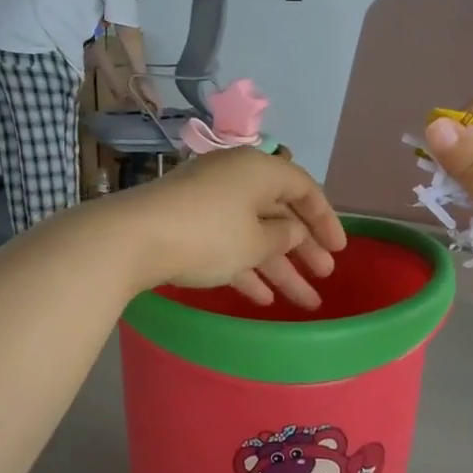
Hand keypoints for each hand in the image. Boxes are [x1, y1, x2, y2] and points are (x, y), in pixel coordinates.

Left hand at [114, 147, 346, 307]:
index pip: (303, 188)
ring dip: (279, 267)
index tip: (340, 250)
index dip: (325, 219)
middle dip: (304, 249)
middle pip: (279, 213)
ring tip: (304, 301)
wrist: (132, 239)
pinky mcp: (188, 224)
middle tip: (325, 276)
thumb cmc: (207, 235)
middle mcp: (236, 178)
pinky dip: (245, 268)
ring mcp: (209, 201)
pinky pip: (227, 244)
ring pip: (254, 234)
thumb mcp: (254, 242)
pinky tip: (261, 299)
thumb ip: (282, 237)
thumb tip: (291, 231)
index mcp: (259, 170)